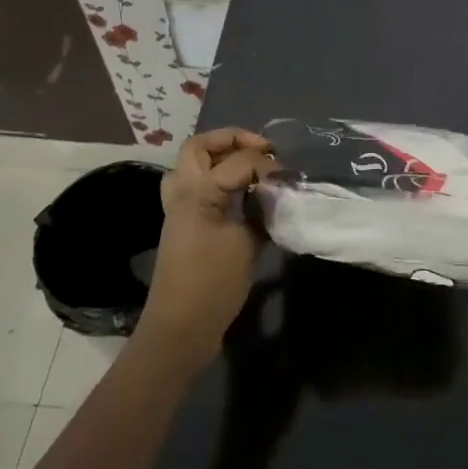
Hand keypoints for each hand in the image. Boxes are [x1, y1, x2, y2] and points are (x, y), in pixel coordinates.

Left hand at [137, 128, 272, 369]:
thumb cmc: (212, 283)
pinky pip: (196, 186)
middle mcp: (183, 192)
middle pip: (200, 147)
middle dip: (232, 140)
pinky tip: (244, 195)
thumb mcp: (246, 244)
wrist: (180, 328)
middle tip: (262, 151)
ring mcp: (179, 208)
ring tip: (252, 168)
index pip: (238, 159)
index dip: (266, 162)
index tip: (288, 176)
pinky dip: (218, 180)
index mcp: (197, 191)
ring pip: (193, 165)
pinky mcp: (184, 225)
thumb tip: (278, 192)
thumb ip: (262, 211)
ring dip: (221, 158)